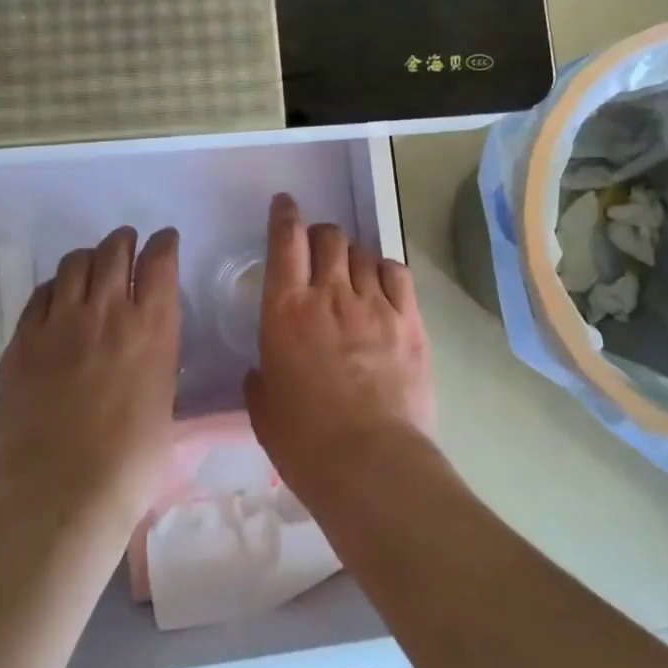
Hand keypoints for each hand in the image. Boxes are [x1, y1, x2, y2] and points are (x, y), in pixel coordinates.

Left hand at [0, 226, 180, 532]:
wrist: (61, 491)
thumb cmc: (131, 460)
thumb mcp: (164, 399)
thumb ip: (156, 358)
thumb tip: (147, 346)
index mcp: (152, 327)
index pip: (160, 261)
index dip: (164, 243)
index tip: (164, 239)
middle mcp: (107, 312)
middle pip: (114, 250)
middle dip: (124, 240)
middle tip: (126, 243)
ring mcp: (59, 323)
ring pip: (74, 263)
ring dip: (88, 257)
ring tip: (91, 265)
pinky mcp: (22, 341)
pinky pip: (39, 294)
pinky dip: (54, 287)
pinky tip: (56, 297)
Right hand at [246, 194, 432, 504]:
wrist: (371, 463)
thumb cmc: (305, 441)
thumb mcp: (264, 410)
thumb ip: (259, 379)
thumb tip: (261, 370)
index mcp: (286, 310)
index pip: (285, 241)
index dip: (285, 215)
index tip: (285, 204)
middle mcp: (330, 294)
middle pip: (329, 237)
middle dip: (321, 235)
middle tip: (319, 249)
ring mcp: (374, 304)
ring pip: (363, 252)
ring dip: (352, 255)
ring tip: (351, 272)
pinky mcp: (408, 320)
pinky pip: (397, 273)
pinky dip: (385, 270)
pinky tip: (382, 283)